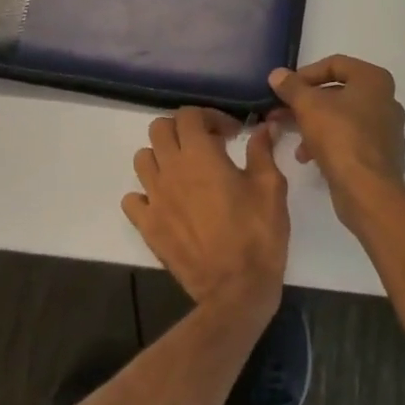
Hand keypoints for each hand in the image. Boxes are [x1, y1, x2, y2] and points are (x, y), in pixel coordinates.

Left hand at [123, 108, 288, 319]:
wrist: (236, 289)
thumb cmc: (257, 234)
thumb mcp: (271, 187)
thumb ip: (262, 151)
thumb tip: (262, 128)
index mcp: (200, 155)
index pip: (189, 115)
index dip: (210, 116)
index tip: (232, 133)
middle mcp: (170, 170)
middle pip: (159, 129)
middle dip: (183, 129)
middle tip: (207, 145)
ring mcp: (154, 198)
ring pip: (142, 158)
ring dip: (162, 156)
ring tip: (186, 171)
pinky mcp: (147, 226)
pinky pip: (133, 199)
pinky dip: (146, 193)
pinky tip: (167, 201)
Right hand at [268, 57, 404, 231]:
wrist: (368, 189)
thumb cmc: (340, 136)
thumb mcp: (308, 106)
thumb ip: (291, 87)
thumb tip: (277, 74)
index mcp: (373, 80)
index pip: (335, 64)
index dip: (306, 73)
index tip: (285, 88)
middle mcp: (385, 99)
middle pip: (337, 92)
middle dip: (306, 103)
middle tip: (281, 112)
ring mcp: (386, 128)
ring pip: (341, 117)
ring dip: (313, 124)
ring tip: (292, 138)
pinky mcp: (381, 154)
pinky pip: (349, 139)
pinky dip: (328, 142)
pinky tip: (308, 157)